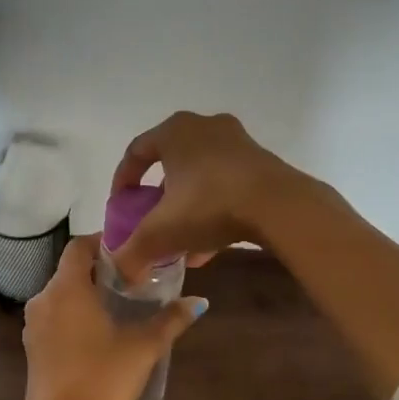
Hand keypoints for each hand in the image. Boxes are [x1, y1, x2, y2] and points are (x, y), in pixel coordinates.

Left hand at [20, 236, 206, 399]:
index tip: (129, 250)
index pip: (79, 246)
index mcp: (67, 288)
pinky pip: (55, 318)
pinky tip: (99, 334)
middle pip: (71, 270)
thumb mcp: (143, 347)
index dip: (102, 242)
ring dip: (87, 294)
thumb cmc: (102, 379)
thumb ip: (171, 320)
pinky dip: (74, 316)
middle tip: (133, 280)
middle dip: (100, 271)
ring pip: (62, 295)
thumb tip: (199, 301)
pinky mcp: (32, 348)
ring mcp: (33, 325)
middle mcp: (44, 298)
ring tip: (120, 306)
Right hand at [108, 111, 305, 281]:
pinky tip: (210, 245)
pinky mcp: (261, 161)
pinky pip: (225, 183)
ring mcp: (237, 142)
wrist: (280, 206)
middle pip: (170, 163)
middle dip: (158, 198)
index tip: (120, 208)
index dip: (123, 181)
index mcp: (174, 131)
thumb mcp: (162, 232)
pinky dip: (213, 209)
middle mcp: (204, 127)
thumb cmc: (210, 204)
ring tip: (182, 243)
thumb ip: (133, 251)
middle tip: (152, 222)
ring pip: (200, 176)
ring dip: (187, 208)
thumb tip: (118, 272)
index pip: (136, 151)